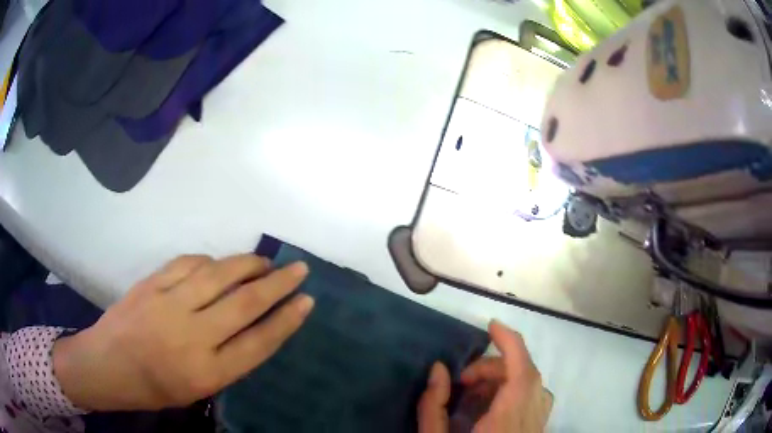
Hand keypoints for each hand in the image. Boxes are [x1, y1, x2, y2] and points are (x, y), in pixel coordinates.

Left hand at [52, 254, 314, 410]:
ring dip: (247, 265)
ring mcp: (168, 305)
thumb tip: (252, 323)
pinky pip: (188, 263)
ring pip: (218, 275)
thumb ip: (226, 358)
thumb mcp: (198, 387)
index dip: (286, 320)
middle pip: (244, 304)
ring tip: (263, 262)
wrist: (108, 365)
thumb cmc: (155, 386)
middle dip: (278, 284)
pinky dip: (210, 261)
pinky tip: (218, 264)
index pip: (259, 343)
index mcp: (207, 373)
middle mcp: (192, 337)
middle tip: (299, 269)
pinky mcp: (151, 284)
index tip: (307, 301)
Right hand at [418, 320, 552, 432]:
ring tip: (475, 392)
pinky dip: (516, 391)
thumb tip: (438, 369)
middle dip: (494, 367)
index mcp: (507, 421)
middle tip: (462, 380)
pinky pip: (535, 399)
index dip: (511, 343)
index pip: (521, 372)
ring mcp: (539, 425)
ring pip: (533, 386)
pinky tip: (493, 405)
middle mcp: (531, 419)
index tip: (491, 326)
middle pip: (525, 375)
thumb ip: (433, 406)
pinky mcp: (538, 430)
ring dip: (506, 378)